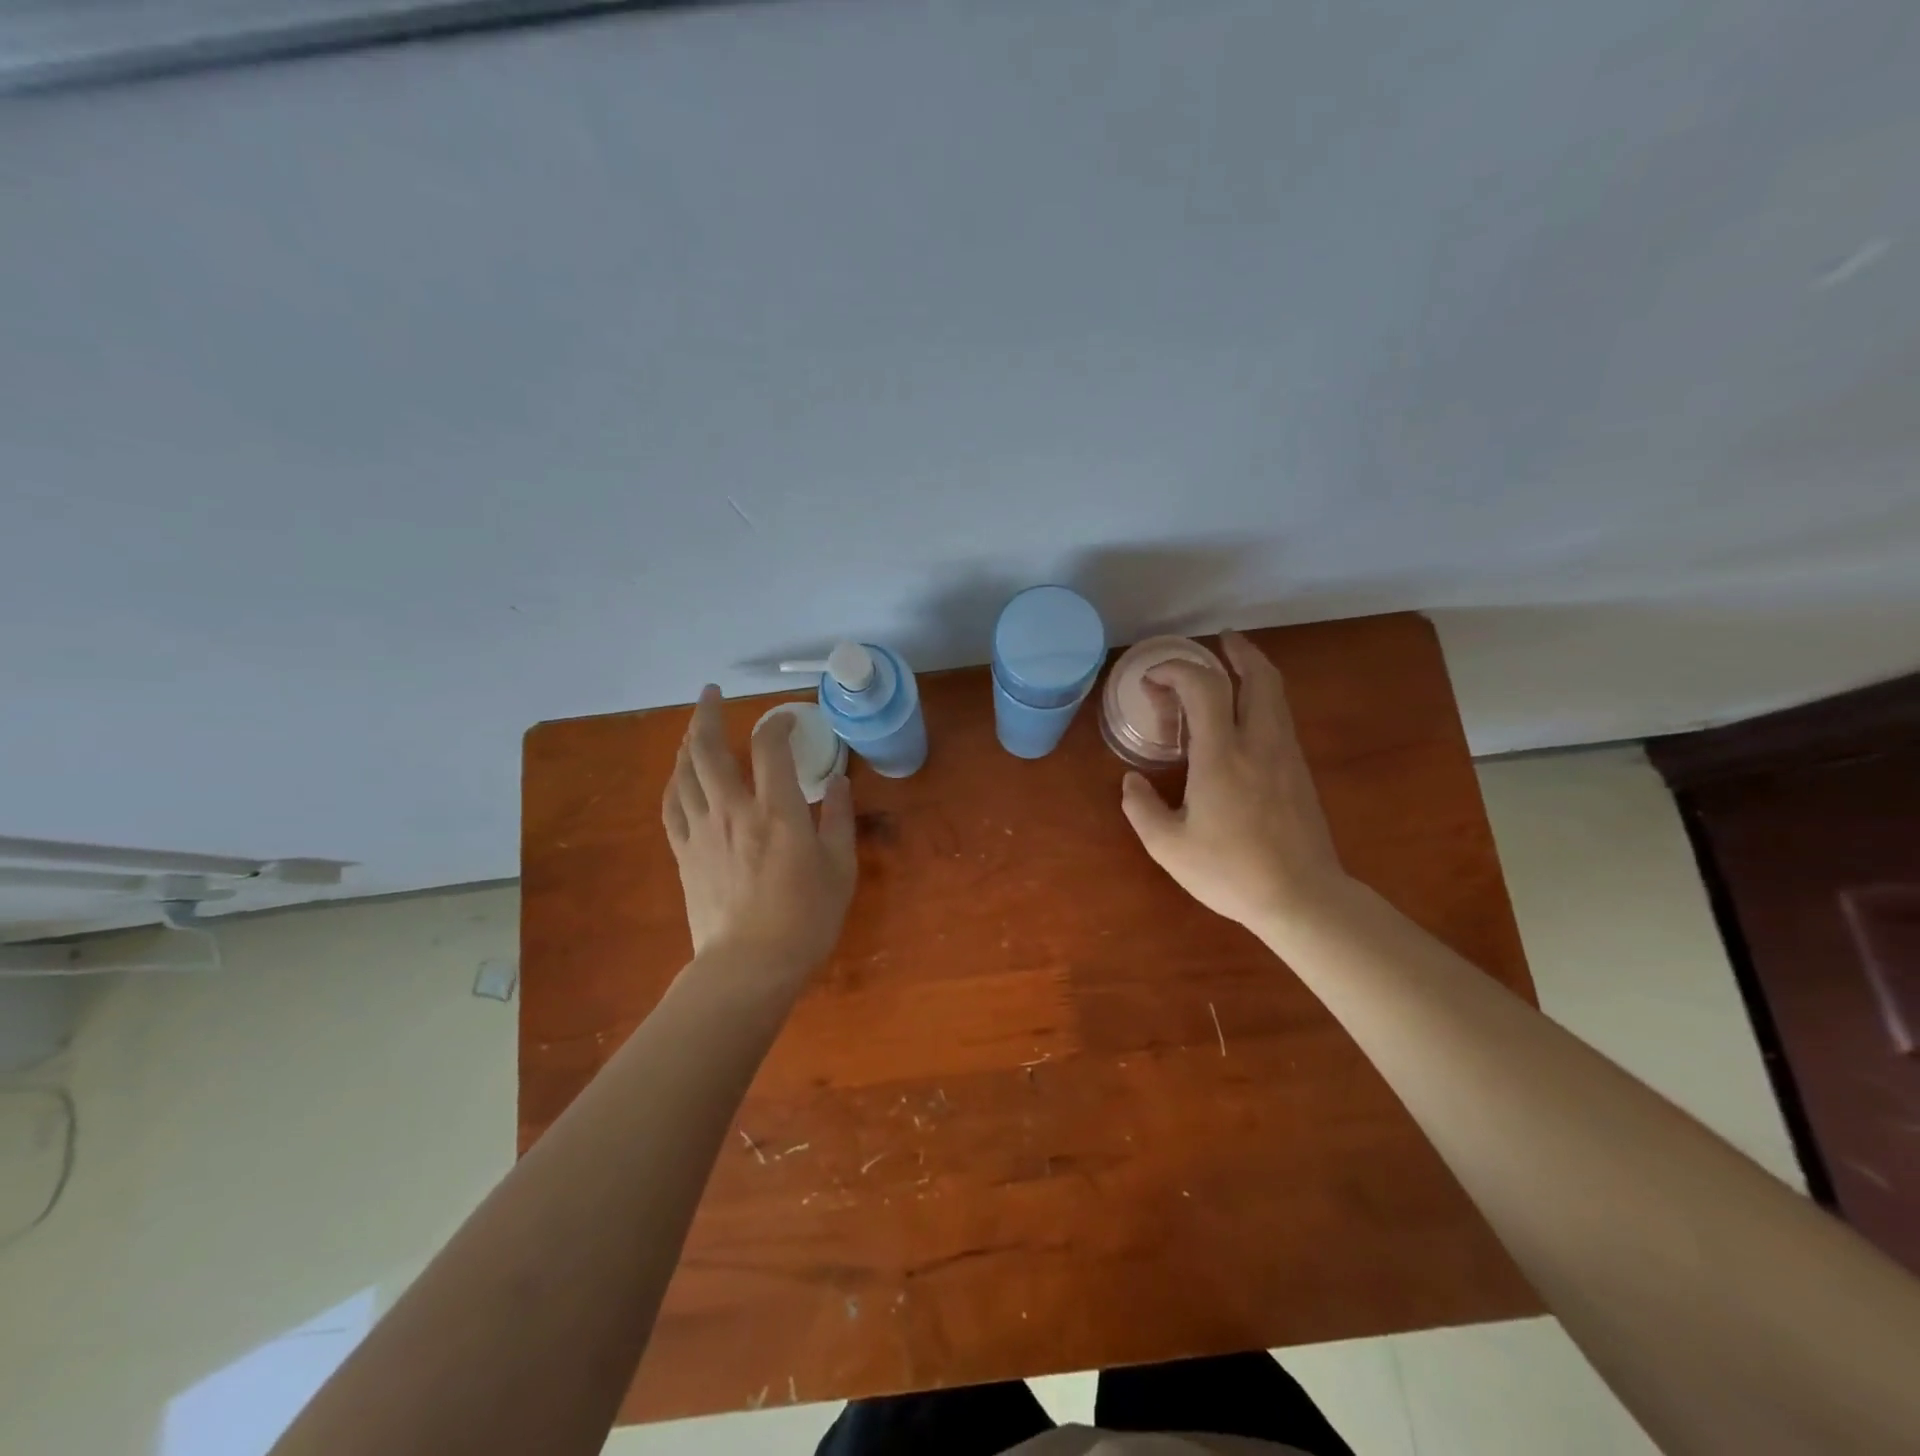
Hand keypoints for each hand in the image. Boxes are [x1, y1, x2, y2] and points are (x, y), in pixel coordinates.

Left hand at [662, 686, 857, 977]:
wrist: (749, 966)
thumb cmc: (805, 919)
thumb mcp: (840, 868)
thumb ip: (840, 818)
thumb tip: (840, 780)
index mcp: (777, 811)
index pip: (770, 747)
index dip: (777, 723)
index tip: (787, 720)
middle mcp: (734, 810)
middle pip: (710, 749)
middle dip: (708, 714)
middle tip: (710, 693)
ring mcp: (703, 831)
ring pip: (684, 773)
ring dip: (687, 743)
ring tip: (693, 727)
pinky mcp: (684, 853)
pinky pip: (672, 806)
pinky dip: (674, 783)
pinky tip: (678, 776)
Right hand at [1119, 631, 1347, 935]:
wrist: (1302, 898)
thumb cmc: (1230, 872)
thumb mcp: (1169, 847)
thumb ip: (1142, 808)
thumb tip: (1131, 781)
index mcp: (1222, 756)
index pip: (1204, 687)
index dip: (1177, 670)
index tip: (1154, 680)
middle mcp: (1259, 743)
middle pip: (1258, 676)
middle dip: (1237, 651)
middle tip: (1218, 642)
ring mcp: (1286, 755)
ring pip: (1276, 694)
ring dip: (1254, 671)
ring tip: (1233, 666)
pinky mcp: (1300, 771)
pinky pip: (1281, 716)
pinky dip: (1262, 698)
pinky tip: (1245, 715)